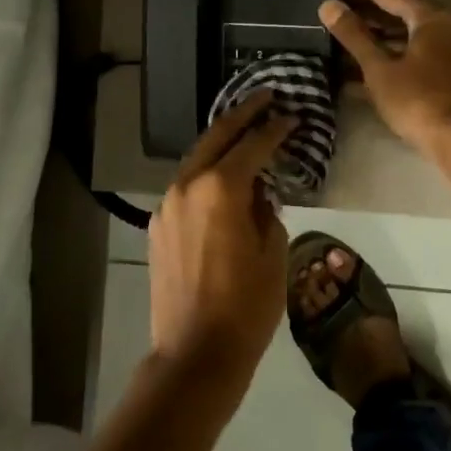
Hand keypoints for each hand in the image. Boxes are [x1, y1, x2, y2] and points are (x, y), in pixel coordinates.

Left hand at [147, 92, 293, 406]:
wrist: (194, 354)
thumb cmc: (246, 306)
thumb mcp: (273, 252)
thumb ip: (267, 210)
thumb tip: (259, 193)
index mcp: (221, 188)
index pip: (252, 144)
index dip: (274, 128)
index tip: (292, 115)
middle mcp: (188, 185)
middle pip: (217, 136)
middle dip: (243, 113)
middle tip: (264, 96)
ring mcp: (168, 204)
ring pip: (197, 158)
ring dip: (221, 141)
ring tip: (244, 128)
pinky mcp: (158, 225)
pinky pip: (187, 185)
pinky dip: (206, 172)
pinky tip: (222, 175)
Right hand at [319, 0, 450, 156]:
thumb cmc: (421, 99)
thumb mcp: (380, 68)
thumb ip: (355, 36)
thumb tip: (329, 5)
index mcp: (431, 18)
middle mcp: (446, 29)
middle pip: (402, 13)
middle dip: (370, 10)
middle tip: (340, 0)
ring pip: (407, 38)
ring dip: (378, 37)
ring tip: (346, 33)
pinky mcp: (449, 77)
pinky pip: (413, 57)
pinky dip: (390, 58)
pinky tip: (362, 69)